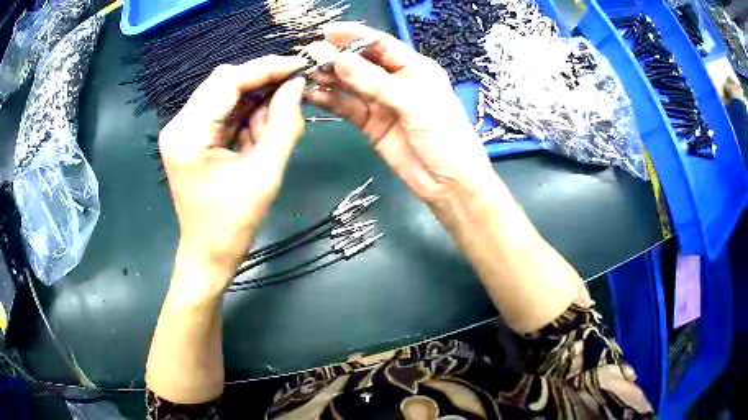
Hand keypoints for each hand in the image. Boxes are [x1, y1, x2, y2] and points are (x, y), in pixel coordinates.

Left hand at [159, 56, 307, 289]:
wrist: (208, 256)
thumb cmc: (233, 225)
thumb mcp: (265, 174)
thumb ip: (284, 125)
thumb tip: (297, 85)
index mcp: (187, 134)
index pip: (227, 81)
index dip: (266, 68)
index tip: (300, 65)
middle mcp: (179, 124)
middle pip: (225, 83)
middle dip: (262, 84)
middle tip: (294, 94)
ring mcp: (184, 130)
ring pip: (226, 95)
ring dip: (256, 103)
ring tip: (277, 125)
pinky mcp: (192, 138)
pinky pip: (224, 113)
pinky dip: (248, 116)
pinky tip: (262, 131)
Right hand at [306, 23, 493, 205]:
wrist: (449, 183)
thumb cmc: (444, 136)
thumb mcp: (413, 102)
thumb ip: (374, 82)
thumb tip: (337, 60)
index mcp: (415, 68)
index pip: (381, 44)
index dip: (354, 36)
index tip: (328, 32)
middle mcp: (396, 81)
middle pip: (362, 62)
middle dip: (337, 56)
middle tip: (309, 54)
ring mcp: (382, 103)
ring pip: (351, 84)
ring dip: (330, 77)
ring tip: (306, 73)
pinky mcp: (371, 124)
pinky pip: (347, 107)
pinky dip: (330, 101)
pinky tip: (313, 95)